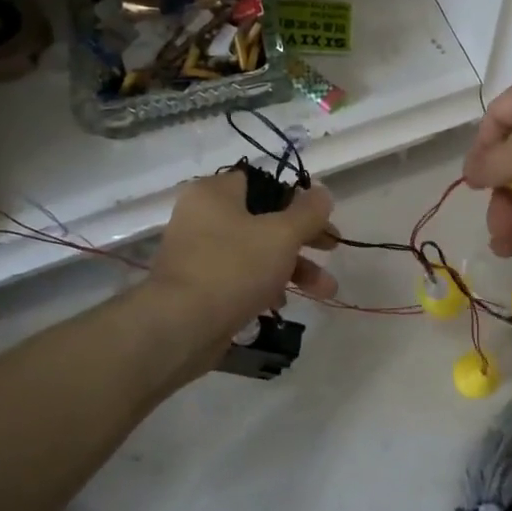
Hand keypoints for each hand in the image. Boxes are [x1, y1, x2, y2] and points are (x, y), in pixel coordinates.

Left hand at [144, 170, 337, 355]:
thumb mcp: (281, 234)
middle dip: (303, 239)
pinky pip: (240, 278)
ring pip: (256, 252)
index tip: (322, 218)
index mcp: (214, 193)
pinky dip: (265, 287)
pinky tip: (283, 305)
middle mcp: (202, 217)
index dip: (296, 198)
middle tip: (332, 249)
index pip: (263, 183)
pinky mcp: (200, 288)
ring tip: (326, 291)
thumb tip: (322, 193)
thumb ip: (308, 211)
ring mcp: (199, 254)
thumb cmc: (232, 268)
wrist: (179, 328)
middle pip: (264, 219)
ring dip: (293, 268)